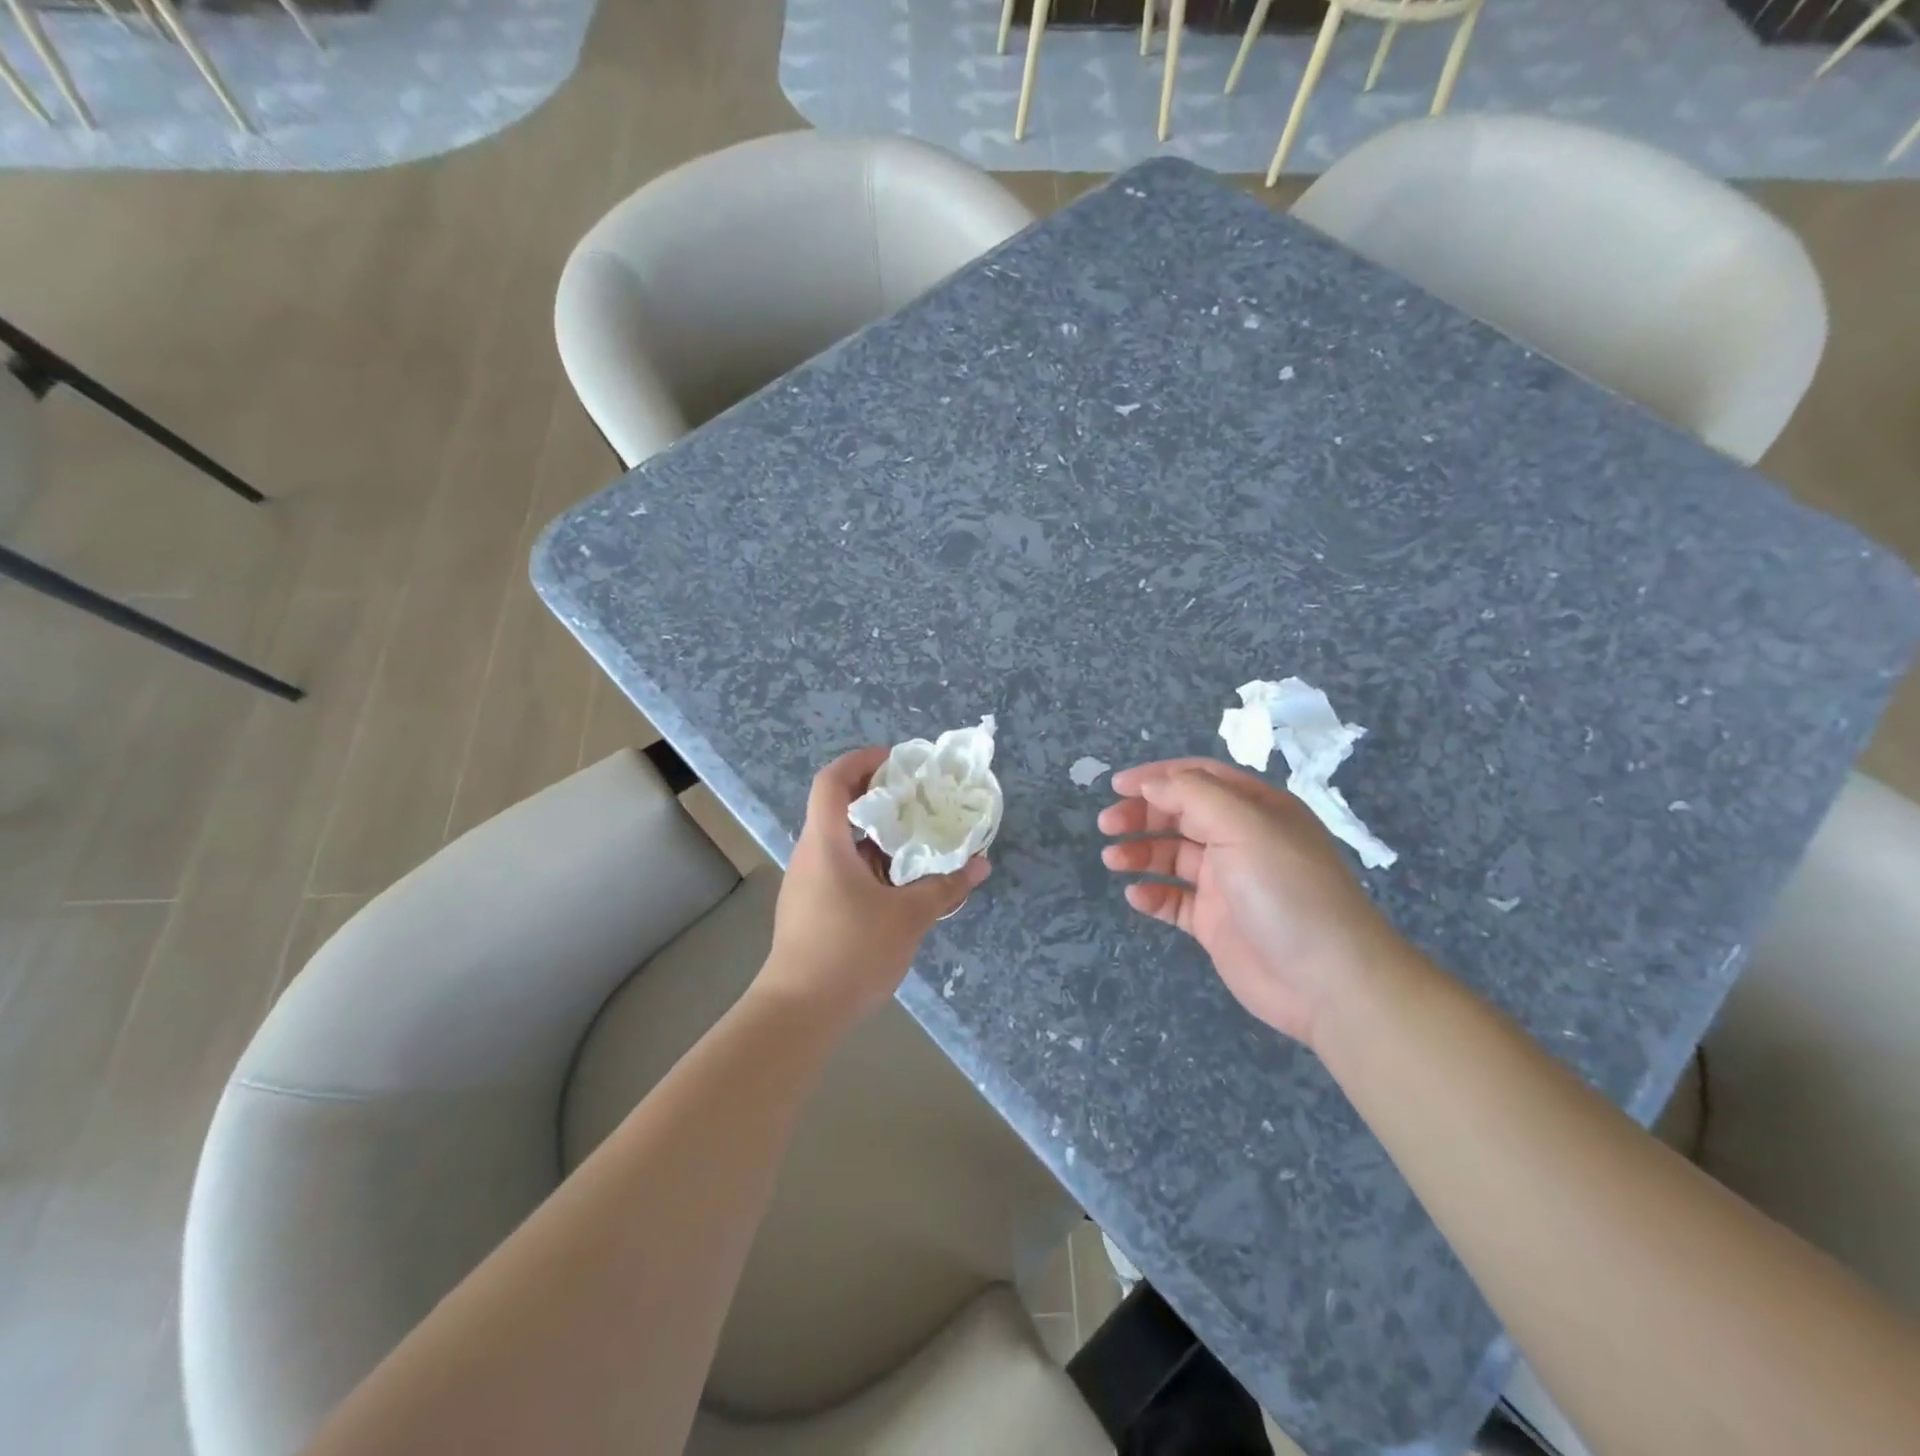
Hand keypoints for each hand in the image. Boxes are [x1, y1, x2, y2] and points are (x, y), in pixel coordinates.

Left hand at [762, 747, 989, 1022]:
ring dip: (877, 837)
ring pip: (842, 844)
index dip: (861, 761)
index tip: (895, 761)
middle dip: (879, 799)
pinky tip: (900, 885)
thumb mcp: (908, 917)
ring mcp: (807, 884)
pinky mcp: (810, 910)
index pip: (832, 781)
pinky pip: (841, 870)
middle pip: (838, 809)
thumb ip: (945, 888)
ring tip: (918, 842)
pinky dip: (870, 865)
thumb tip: (980, 865)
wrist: (798, 1014)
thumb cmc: (850, 952)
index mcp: (825, 844)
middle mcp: (810, 856)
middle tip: (919, 801)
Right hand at [1099, 759, 1406, 1047]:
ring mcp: (1227, 884)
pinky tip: (1136, 897)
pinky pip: (1174, 900)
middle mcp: (1240, 840)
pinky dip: (1152, 895)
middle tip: (1107, 825)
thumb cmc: (1286, 891)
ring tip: (1113, 860)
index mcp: (1255, 809)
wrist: (1327, 981)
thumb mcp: (1244, 826)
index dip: (1157, 777)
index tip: (1116, 786)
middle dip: (1141, 814)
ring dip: (1140, 852)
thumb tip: (1151, 784)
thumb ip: (1193, 795)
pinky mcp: (1216, 923)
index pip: (1198, 779)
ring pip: (1172, 857)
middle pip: (1180, 815)